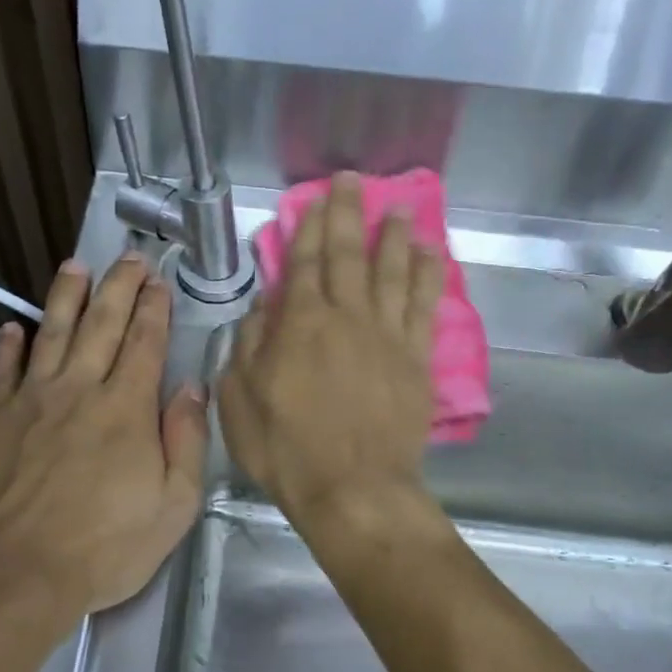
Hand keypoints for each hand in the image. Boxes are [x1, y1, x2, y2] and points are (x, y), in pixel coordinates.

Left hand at [0, 253, 208, 616]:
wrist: (12, 575)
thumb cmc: (103, 549)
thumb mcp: (173, 507)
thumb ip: (186, 442)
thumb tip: (192, 389)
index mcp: (126, 410)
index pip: (145, 344)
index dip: (154, 309)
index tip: (159, 282)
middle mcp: (78, 391)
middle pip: (101, 325)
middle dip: (118, 287)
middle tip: (128, 258)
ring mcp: (29, 401)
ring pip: (51, 333)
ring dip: (65, 297)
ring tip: (75, 266)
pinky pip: (2, 371)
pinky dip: (8, 345)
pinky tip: (13, 327)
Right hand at [219, 172, 443, 529]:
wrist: (353, 490)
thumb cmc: (287, 450)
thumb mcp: (240, 401)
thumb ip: (248, 347)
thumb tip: (262, 307)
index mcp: (300, 324)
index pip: (304, 263)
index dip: (310, 227)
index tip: (316, 198)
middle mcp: (346, 317)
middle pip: (348, 255)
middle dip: (348, 214)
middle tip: (353, 181)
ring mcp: (386, 336)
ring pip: (391, 272)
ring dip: (393, 237)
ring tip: (397, 208)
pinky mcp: (416, 360)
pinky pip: (424, 307)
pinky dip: (427, 277)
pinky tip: (431, 255)